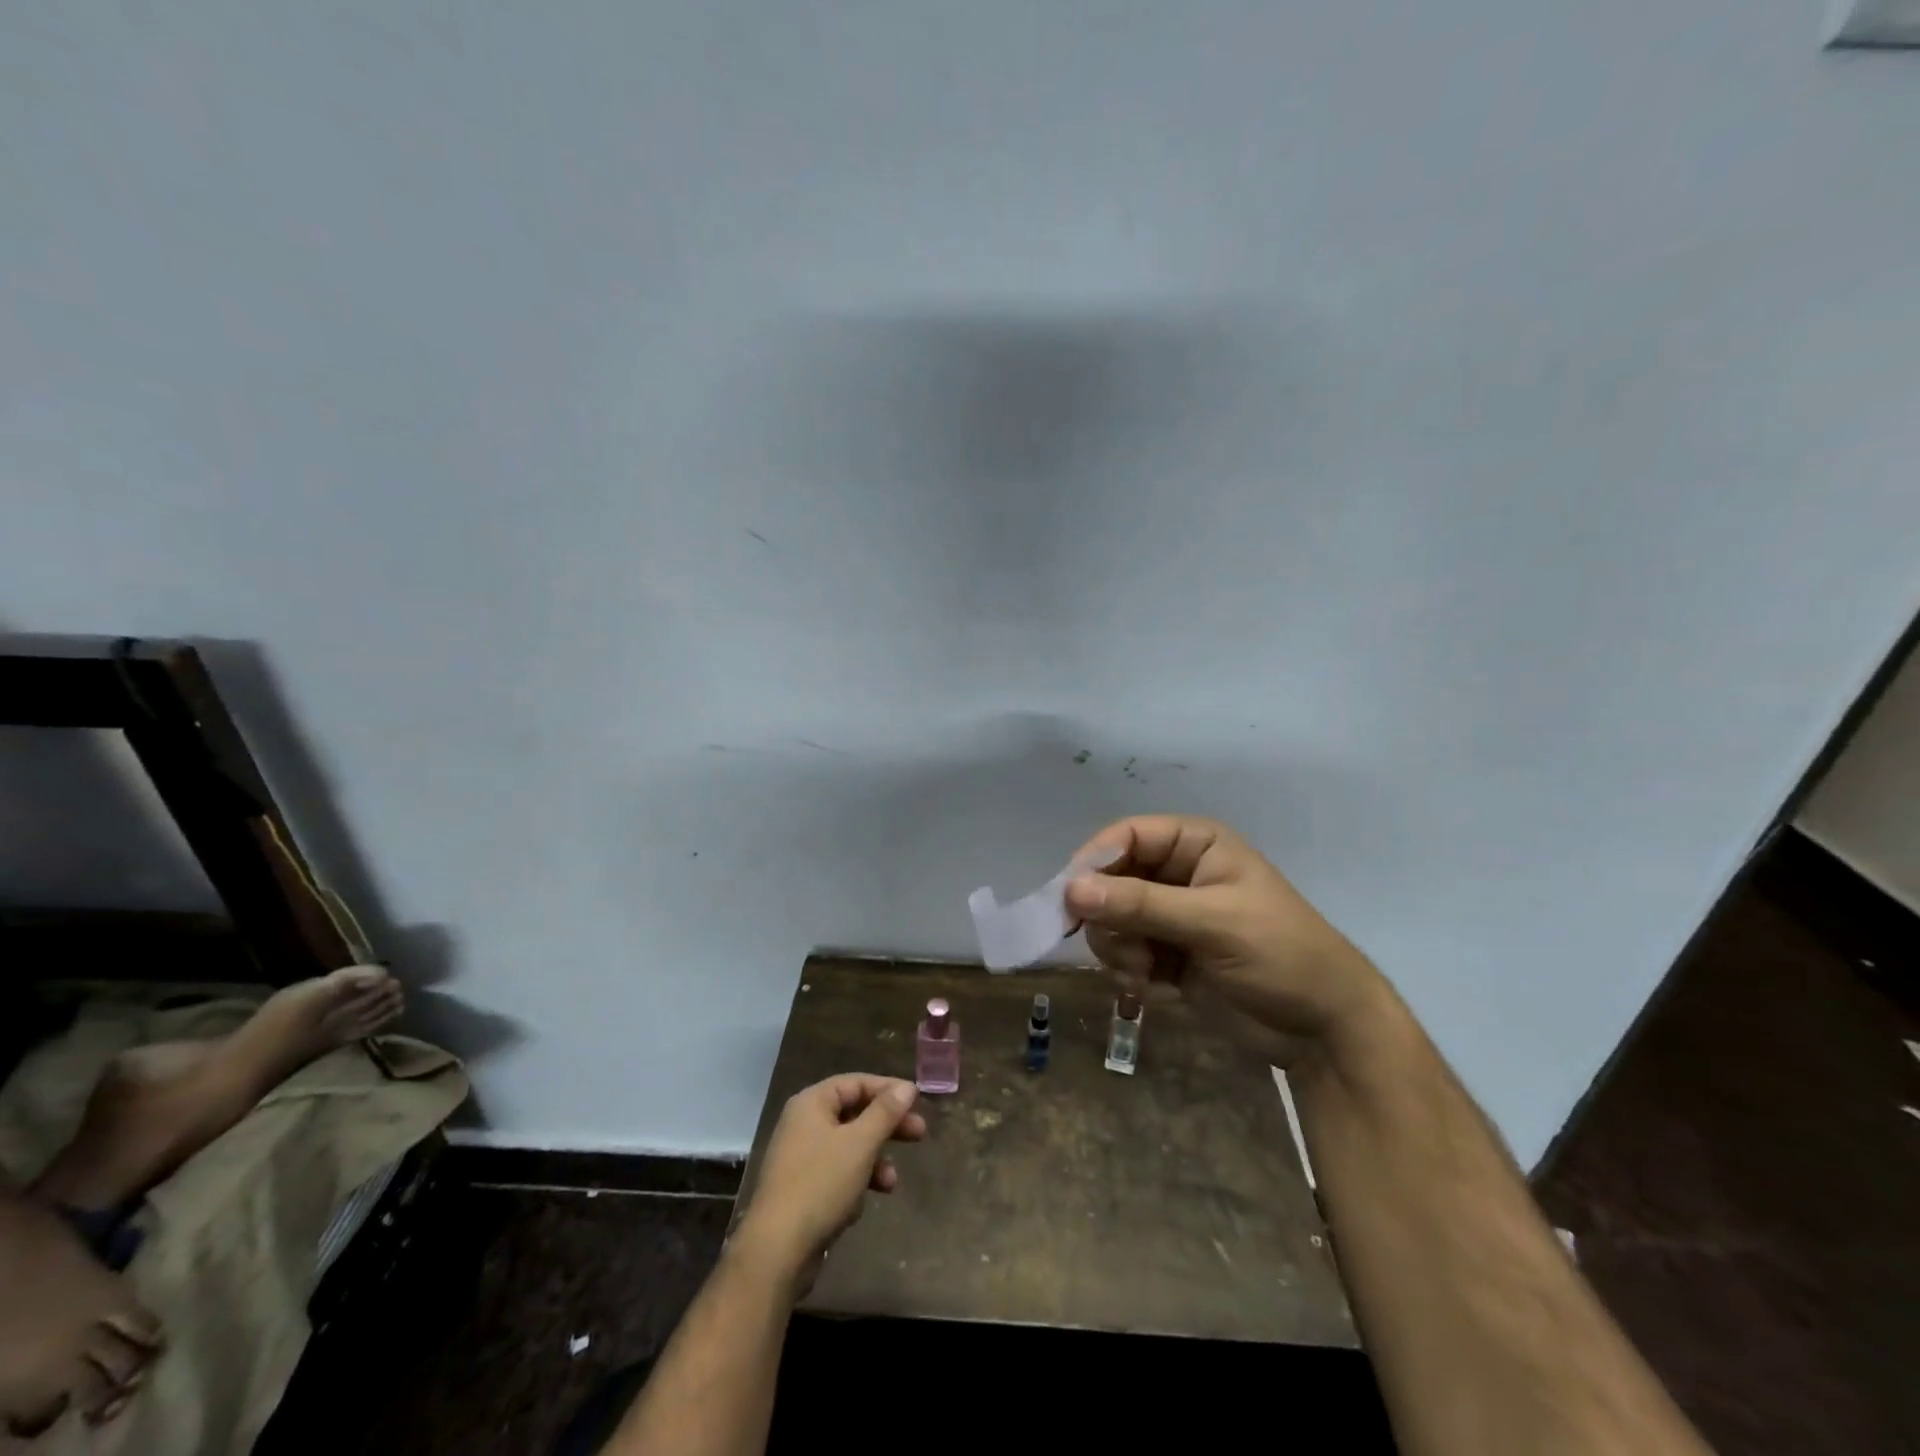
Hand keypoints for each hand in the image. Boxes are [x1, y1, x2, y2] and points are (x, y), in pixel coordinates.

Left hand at [729, 1074, 926, 1298]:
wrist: (776, 1252)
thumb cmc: (821, 1185)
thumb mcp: (860, 1144)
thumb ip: (886, 1112)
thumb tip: (908, 1086)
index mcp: (812, 1103)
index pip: (856, 1083)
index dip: (888, 1089)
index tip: (917, 1101)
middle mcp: (803, 1123)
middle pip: (854, 1113)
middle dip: (887, 1126)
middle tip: (920, 1133)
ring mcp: (801, 1157)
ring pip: (849, 1146)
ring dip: (874, 1160)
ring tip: (892, 1182)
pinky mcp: (802, 1189)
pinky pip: (837, 1173)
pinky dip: (856, 1181)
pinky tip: (863, 1203)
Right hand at [1063, 815, 1390, 1065]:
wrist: (1323, 1031)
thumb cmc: (1281, 955)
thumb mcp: (1213, 923)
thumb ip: (1141, 904)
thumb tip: (1071, 889)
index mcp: (1195, 844)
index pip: (1127, 835)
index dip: (1095, 860)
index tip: (1071, 897)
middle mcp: (1176, 872)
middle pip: (1109, 877)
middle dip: (1107, 914)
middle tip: (1120, 946)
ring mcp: (1168, 915)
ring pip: (1109, 917)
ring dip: (1116, 946)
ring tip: (1143, 971)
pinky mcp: (1163, 953)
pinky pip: (1120, 950)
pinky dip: (1126, 968)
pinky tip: (1149, 987)